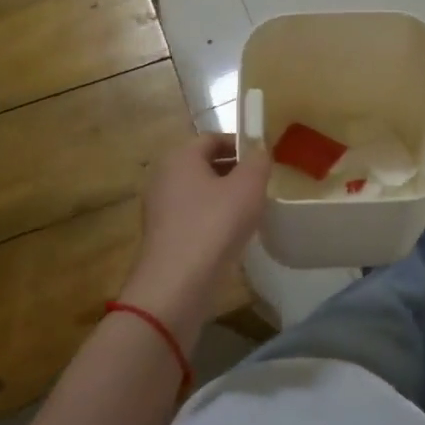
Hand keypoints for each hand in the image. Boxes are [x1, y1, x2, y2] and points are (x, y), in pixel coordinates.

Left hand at [123, 134, 269, 334]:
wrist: (177, 286)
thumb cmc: (214, 225)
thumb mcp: (248, 186)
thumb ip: (258, 161)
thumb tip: (260, 150)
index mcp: (179, 157)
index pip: (213, 138)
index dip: (241, 144)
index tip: (265, 160)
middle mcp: (164, 177)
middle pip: (204, 164)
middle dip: (234, 171)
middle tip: (262, 184)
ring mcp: (160, 209)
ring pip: (199, 192)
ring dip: (225, 197)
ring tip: (253, 210)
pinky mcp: (163, 237)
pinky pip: (193, 216)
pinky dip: (213, 219)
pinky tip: (233, 235)